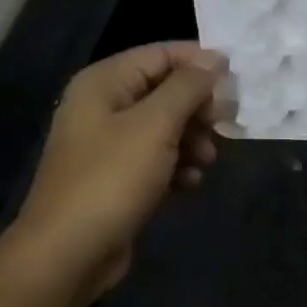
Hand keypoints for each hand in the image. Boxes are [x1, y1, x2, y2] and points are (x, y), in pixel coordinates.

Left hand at [4, 42, 226, 300]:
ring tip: (207, 160)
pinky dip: (178, 165)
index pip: (162, 53)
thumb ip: (188, 86)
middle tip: (226, 123)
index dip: (201, 62)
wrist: (69, 253)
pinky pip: (158, 158)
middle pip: (166, 90)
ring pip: (167, 126)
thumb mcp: (156, 125)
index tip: (238, 81)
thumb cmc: (112, 179)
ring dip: (193, 139)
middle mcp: (104, 105)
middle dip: (199, 106)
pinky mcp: (118, 176)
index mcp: (105, 82)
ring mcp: (109, 143)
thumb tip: (216, 59)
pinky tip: (189, 183)